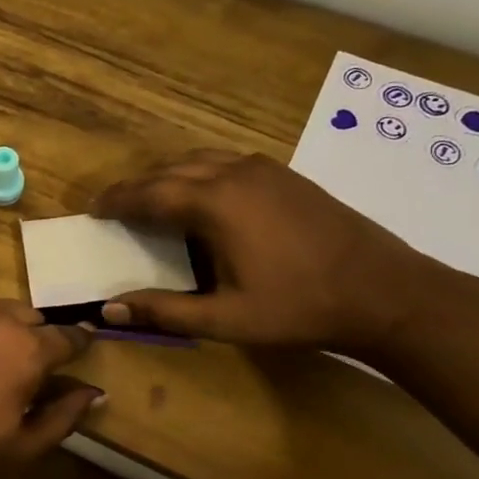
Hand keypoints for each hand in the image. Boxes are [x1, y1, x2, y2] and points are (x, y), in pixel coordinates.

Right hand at [91, 150, 444, 355]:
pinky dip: (199, 173)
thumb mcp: (225, 319)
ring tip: (151, 199)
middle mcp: (235, 174)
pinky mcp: (287, 176)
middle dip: (138, 187)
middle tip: (114, 207)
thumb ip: (164, 311)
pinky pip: (226, 162)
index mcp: (215, 203)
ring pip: (200, 160)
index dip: (117, 201)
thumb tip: (108, 309)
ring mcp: (265, 170)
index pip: (149, 193)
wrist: (386, 292)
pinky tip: (202, 197)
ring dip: (168, 176)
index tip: (92, 210)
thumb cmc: (300, 307)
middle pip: (170, 171)